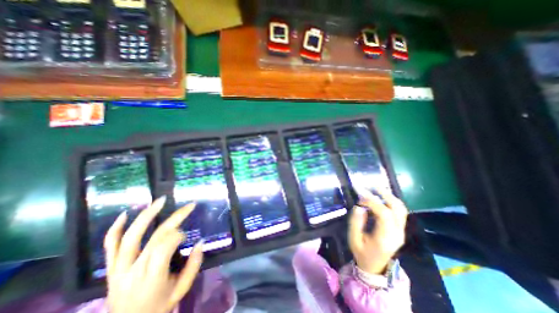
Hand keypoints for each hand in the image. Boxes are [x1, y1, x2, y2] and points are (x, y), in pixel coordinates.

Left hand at [103, 196, 204, 311]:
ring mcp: (118, 268)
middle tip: (189, 206)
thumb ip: (193, 265)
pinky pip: (109, 246)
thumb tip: (200, 242)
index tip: (187, 236)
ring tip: (160, 200)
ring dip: (146, 215)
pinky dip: (114, 229)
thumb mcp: (182, 289)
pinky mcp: (111, 268)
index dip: (178, 236)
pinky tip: (125, 213)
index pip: (164, 247)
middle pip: (154, 237)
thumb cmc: (160, 306)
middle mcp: (133, 271)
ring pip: (130, 237)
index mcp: (151, 278)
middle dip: (175, 218)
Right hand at [348, 188, 408, 273]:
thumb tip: (359, 206)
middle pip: (397, 209)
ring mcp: (401, 231)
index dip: (372, 201)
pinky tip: (381, 196)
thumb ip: (355, 222)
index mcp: (385, 237)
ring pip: (401, 209)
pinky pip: (399, 211)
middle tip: (371, 186)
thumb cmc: (362, 252)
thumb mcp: (353, 239)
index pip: (384, 214)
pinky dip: (391, 201)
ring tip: (376, 188)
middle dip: (385, 194)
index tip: (360, 195)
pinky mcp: (400, 229)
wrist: (375, 266)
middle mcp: (397, 233)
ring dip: (389, 196)